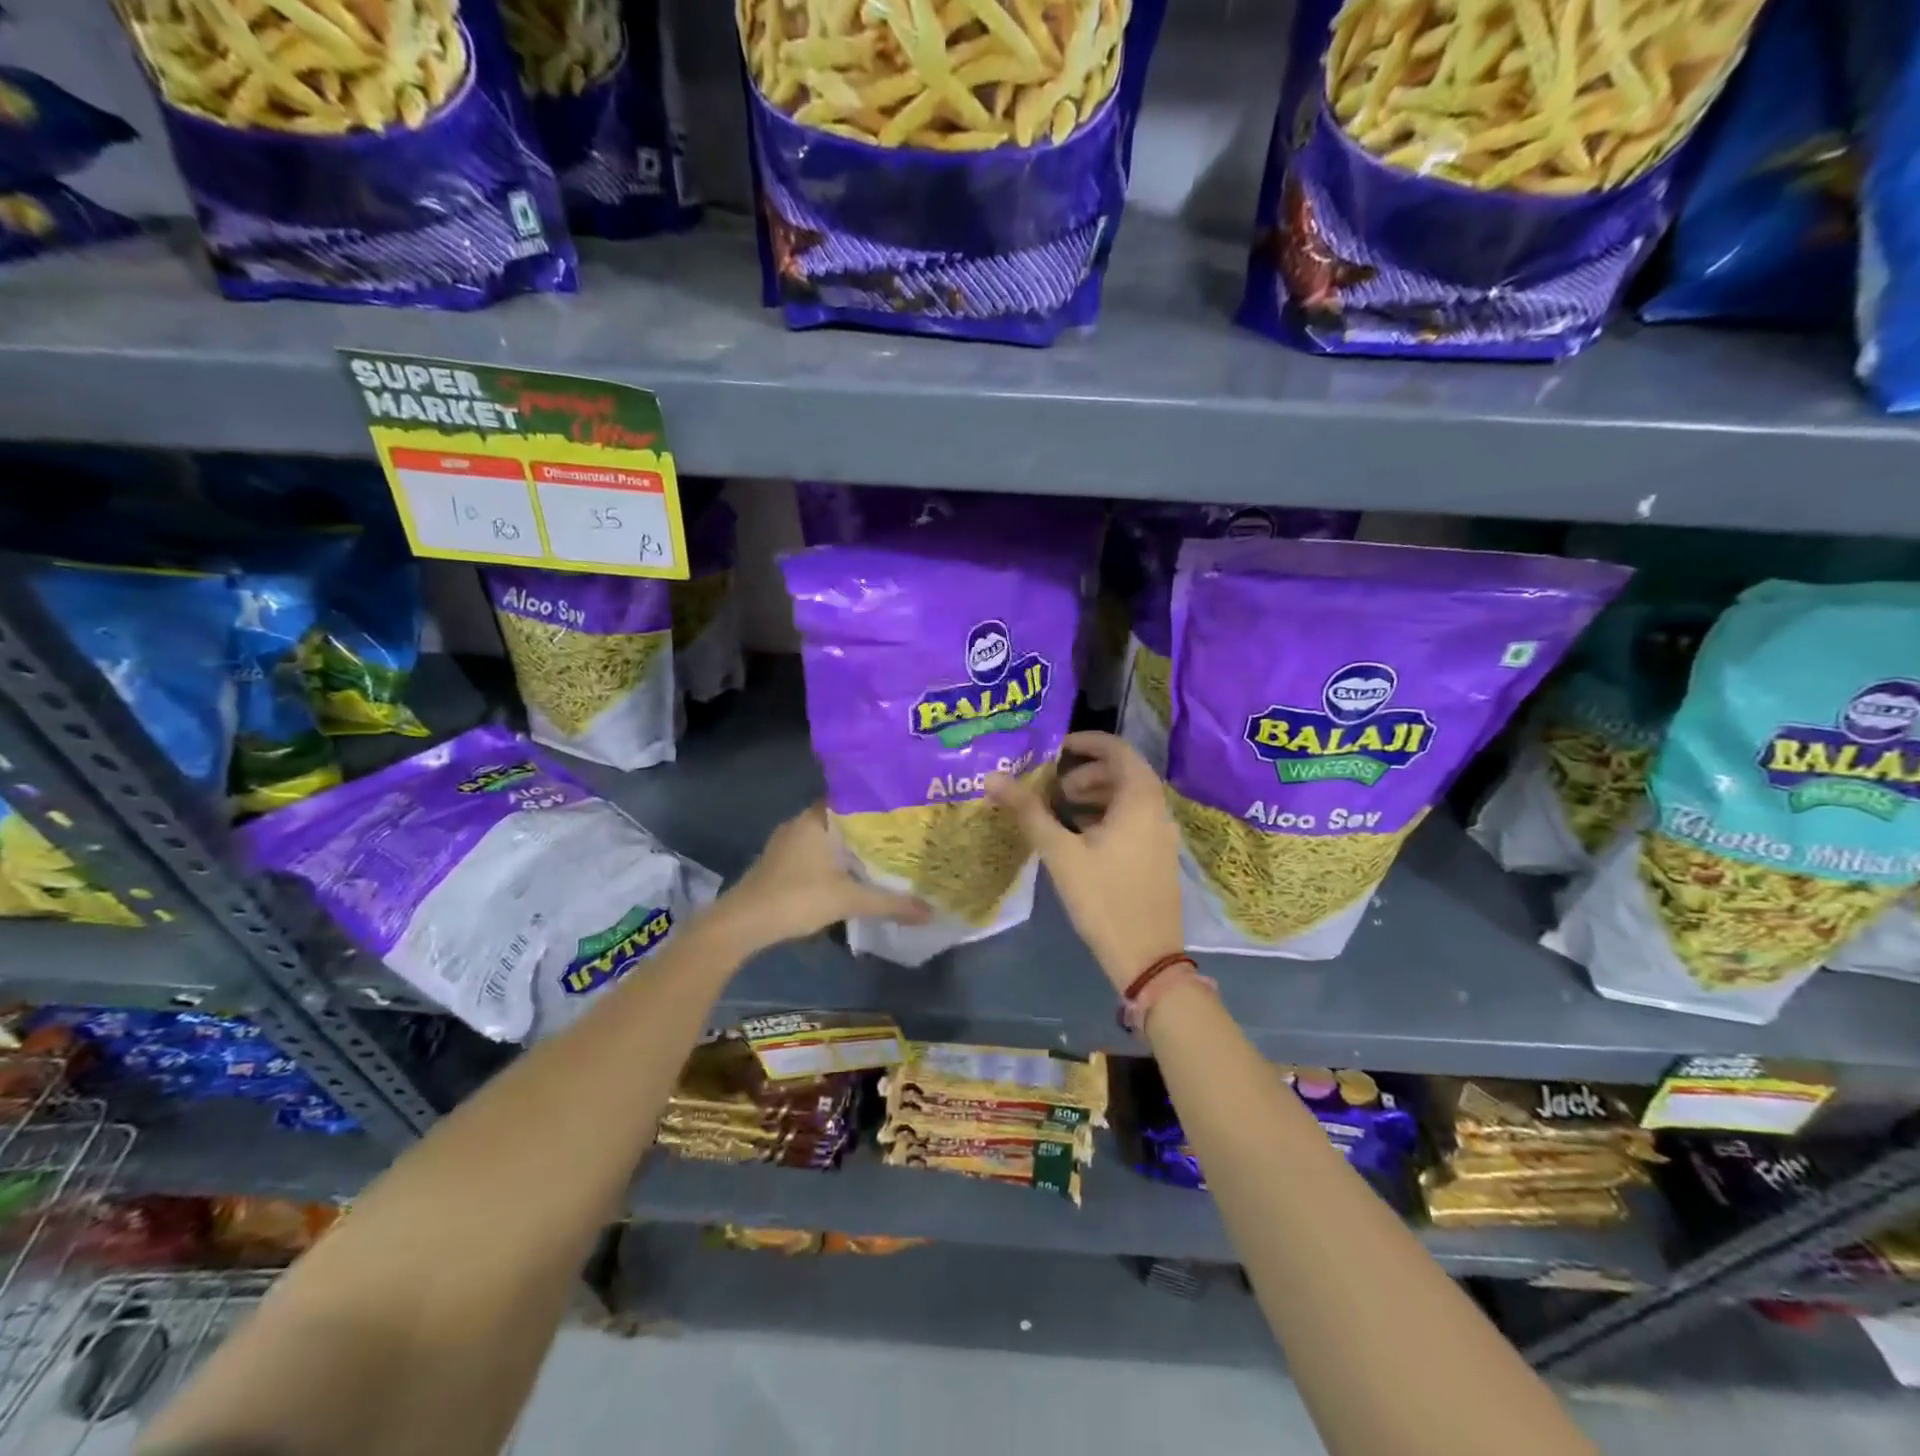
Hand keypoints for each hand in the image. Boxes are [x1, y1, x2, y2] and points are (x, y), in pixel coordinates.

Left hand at [718, 803, 927, 954]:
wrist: (742, 923)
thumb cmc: (796, 898)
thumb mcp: (849, 900)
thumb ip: (890, 903)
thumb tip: (931, 911)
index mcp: (817, 818)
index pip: (853, 796)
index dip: (878, 802)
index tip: (904, 809)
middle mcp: (801, 822)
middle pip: (842, 817)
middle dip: (868, 827)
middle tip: (901, 834)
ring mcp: (786, 842)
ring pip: (827, 836)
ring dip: (849, 845)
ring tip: (883, 854)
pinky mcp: (779, 862)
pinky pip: (814, 851)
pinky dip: (833, 859)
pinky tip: (851, 873)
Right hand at [987, 732, 1183, 991]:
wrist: (1147, 957)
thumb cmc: (1103, 898)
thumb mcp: (1060, 852)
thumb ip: (1028, 811)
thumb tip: (993, 777)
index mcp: (1139, 799)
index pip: (1117, 749)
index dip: (1086, 742)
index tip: (1055, 748)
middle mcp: (1157, 809)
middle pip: (1124, 771)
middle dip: (1087, 771)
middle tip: (1054, 786)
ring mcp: (1162, 834)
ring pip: (1129, 797)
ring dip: (1096, 794)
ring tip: (1063, 811)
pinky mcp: (1158, 855)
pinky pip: (1134, 818)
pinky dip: (1108, 815)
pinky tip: (1081, 837)